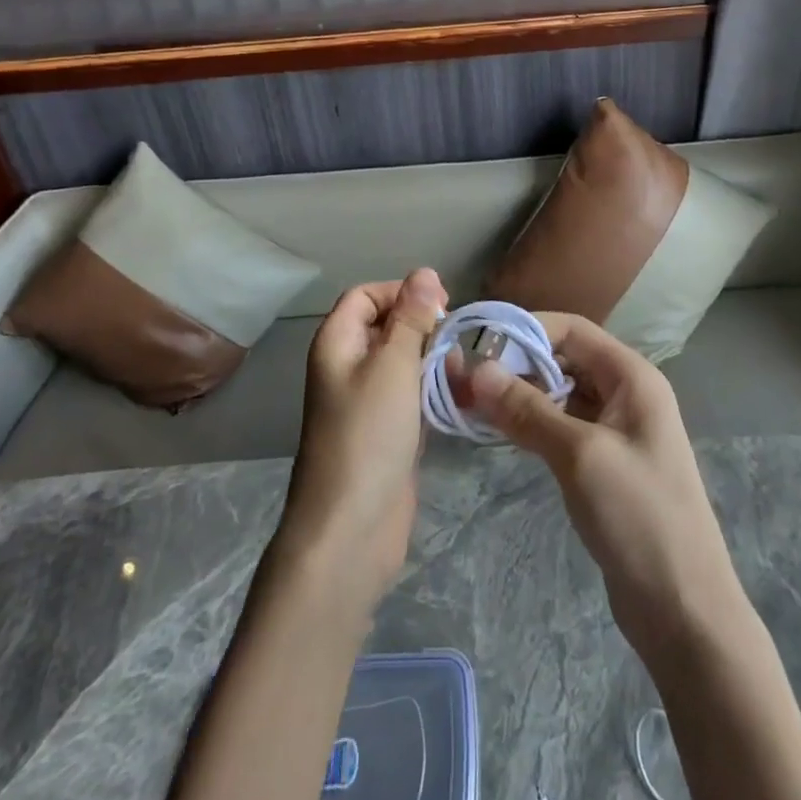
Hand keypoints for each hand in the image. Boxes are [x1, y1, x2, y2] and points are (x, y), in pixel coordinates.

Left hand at [278, 269, 446, 607]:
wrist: (352, 527)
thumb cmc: (368, 434)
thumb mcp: (393, 366)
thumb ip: (411, 318)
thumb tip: (424, 272)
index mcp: (337, 343)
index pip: (366, 295)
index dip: (401, 292)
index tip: (440, 305)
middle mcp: (348, 365)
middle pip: (387, 326)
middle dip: (423, 327)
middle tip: (455, 342)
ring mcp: (367, 400)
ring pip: (404, 361)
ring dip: (434, 360)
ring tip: (463, 374)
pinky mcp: (387, 430)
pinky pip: (412, 394)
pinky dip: (434, 390)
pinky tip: (461, 396)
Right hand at [461, 313, 746, 660]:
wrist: (683, 609)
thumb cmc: (639, 517)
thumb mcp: (579, 455)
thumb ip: (527, 409)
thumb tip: (476, 369)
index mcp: (632, 377)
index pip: (572, 329)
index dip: (525, 328)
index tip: (477, 342)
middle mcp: (626, 393)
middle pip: (564, 358)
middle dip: (517, 363)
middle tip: (465, 377)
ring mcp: (616, 430)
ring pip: (560, 393)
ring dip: (520, 394)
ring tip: (471, 402)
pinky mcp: (604, 462)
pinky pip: (562, 425)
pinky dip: (531, 422)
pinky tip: (499, 431)